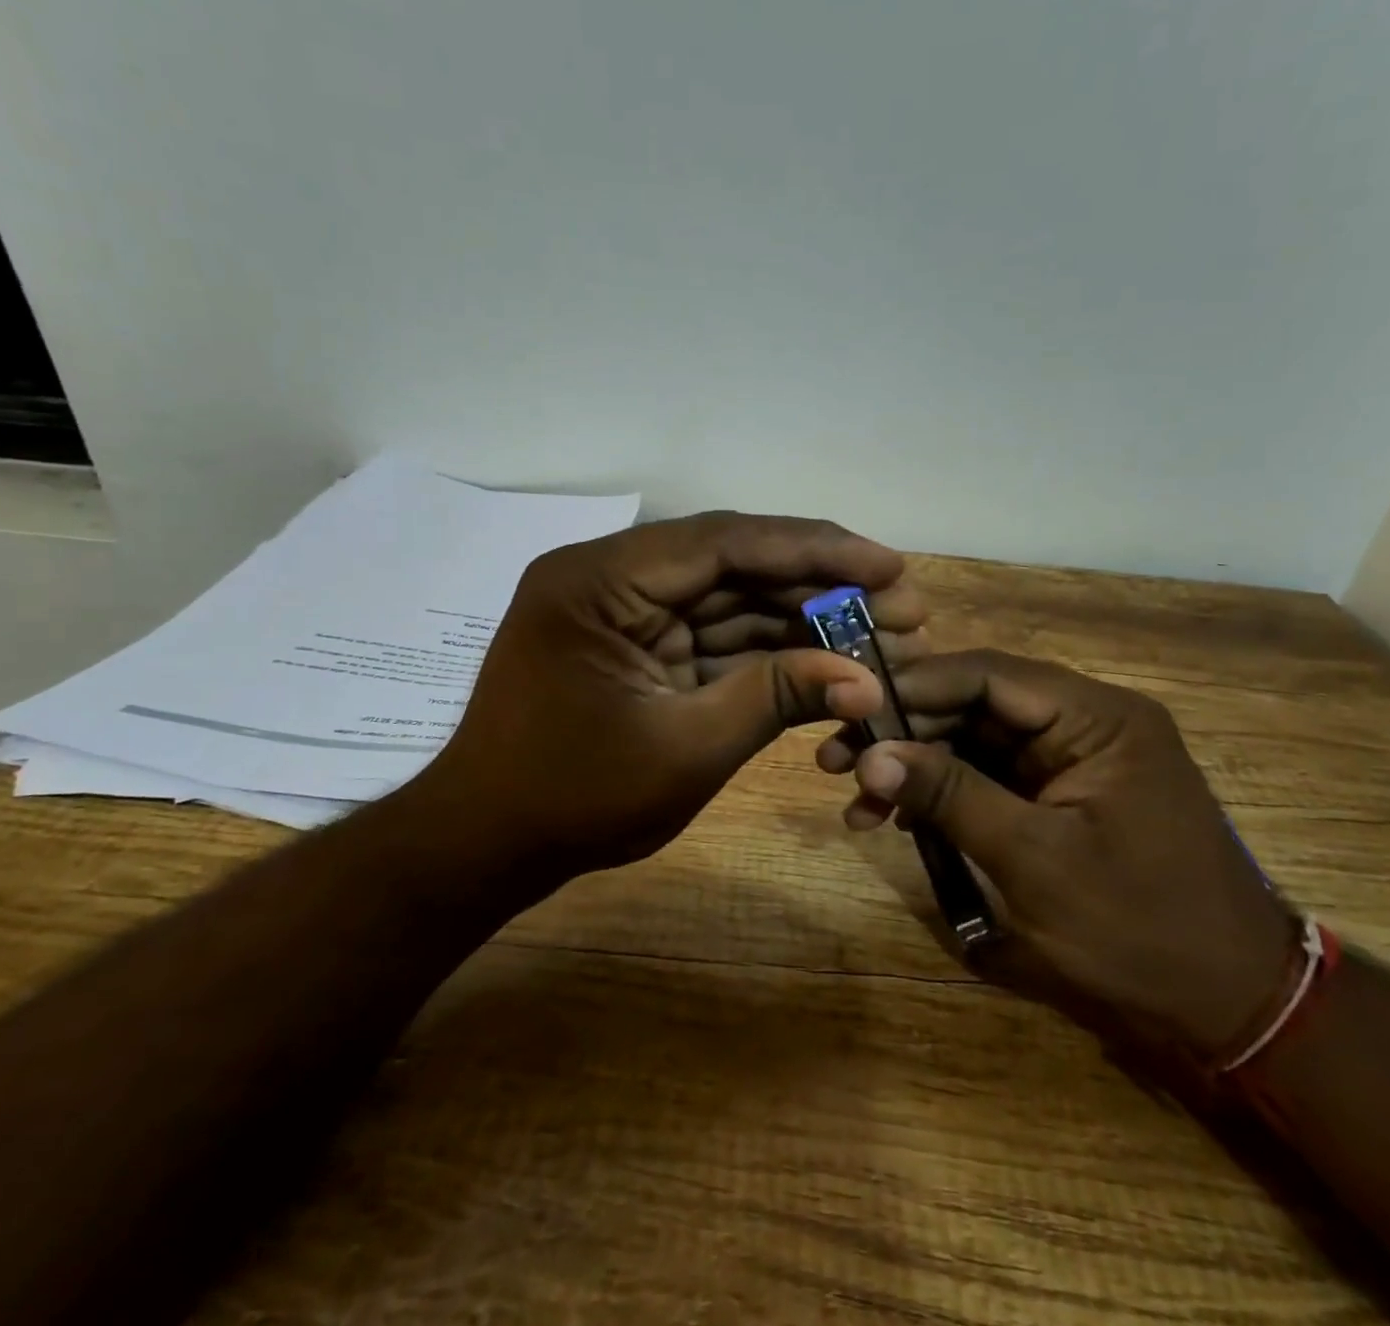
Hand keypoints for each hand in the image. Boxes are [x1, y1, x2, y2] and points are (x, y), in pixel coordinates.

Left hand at [415, 512, 926, 878]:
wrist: (487, 846)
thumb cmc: (571, 800)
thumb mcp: (683, 749)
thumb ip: (775, 698)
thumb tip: (868, 679)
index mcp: (600, 581)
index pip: (723, 543)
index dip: (814, 549)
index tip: (888, 564)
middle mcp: (611, 578)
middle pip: (732, 564)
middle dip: (818, 584)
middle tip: (902, 601)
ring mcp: (625, 612)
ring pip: (729, 600)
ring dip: (801, 617)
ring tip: (881, 631)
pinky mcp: (638, 646)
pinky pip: (713, 636)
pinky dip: (768, 650)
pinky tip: (828, 656)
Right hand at [817, 650, 1294, 1058]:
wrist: (1234, 1009)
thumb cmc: (1142, 929)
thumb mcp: (1035, 861)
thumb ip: (951, 796)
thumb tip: (869, 755)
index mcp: (1096, 717)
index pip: (987, 674)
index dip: (913, 687)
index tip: (850, 709)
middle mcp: (1083, 722)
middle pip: (974, 704)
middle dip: (905, 733)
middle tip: (836, 760)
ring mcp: (1070, 760)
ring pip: (974, 741)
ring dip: (916, 767)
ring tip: (856, 802)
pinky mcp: (1058, 796)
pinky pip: (989, 777)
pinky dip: (943, 795)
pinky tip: (897, 818)